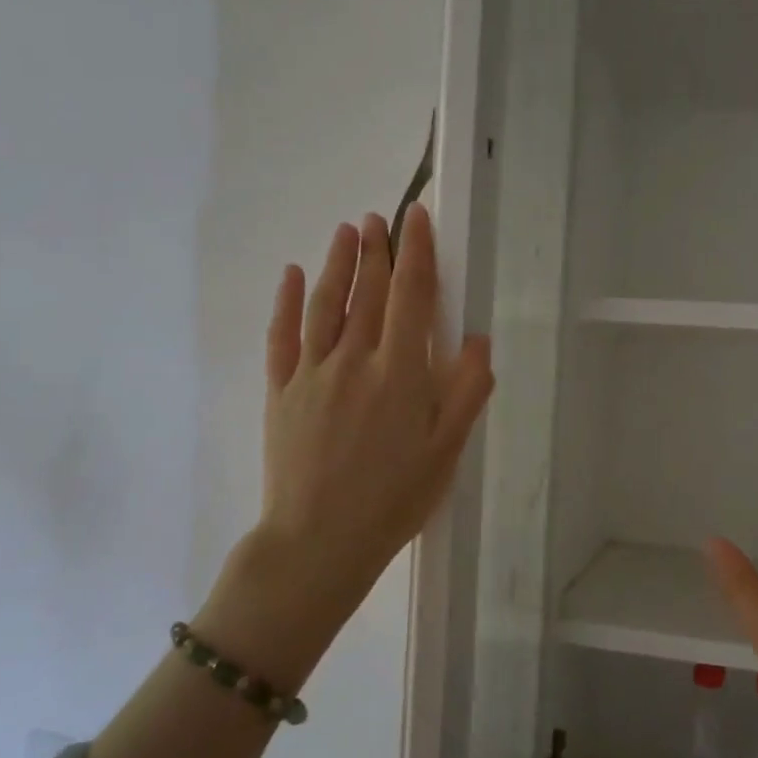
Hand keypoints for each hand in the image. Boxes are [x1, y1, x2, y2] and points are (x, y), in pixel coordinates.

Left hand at [197, 204, 494, 686]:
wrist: (319, 541)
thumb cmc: (394, 499)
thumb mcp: (446, 452)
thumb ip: (465, 392)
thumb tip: (476, 338)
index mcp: (400, 373)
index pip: (411, 297)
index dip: (416, 254)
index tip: (417, 219)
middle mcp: (354, 360)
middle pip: (368, 292)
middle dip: (377, 250)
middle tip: (381, 217)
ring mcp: (312, 373)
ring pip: (327, 304)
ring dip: (338, 263)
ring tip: (347, 231)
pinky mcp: (281, 391)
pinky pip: (283, 335)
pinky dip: (289, 301)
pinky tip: (294, 275)